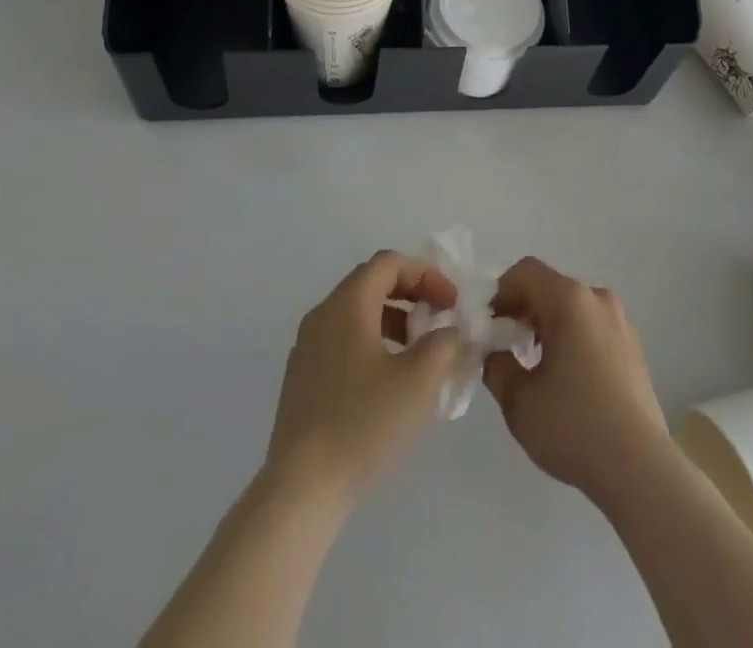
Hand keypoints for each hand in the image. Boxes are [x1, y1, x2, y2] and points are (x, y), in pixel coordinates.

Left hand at [264, 250, 461, 508]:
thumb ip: (444, 343)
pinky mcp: (301, 377)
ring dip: (394, 319)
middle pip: (372, 282)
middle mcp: (323, 314)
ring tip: (419, 352)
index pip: (390, 263)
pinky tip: (389, 381)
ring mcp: (307, 346)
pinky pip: (343, 339)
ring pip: (357, 313)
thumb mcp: (420, 380)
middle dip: (411, 294)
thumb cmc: (364, 424)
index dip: (426, 274)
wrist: (301, 489)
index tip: (451, 303)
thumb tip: (448, 331)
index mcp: (348, 304)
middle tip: (439, 319)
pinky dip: (373, 341)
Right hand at [481, 257, 672, 503]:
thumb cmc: (574, 426)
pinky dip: (571, 336)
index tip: (486, 326)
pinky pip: (591, 325)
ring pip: (572, 306)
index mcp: (569, 300)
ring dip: (546, 323)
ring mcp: (620, 321)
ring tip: (532, 363)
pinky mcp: (633, 346)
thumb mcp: (518, 401)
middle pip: (549, 287)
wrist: (640, 468)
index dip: (499, 293)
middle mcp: (597, 299)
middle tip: (503, 345)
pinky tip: (565, 377)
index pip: (525, 272)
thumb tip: (494, 352)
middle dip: (521, 309)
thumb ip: (496, 365)